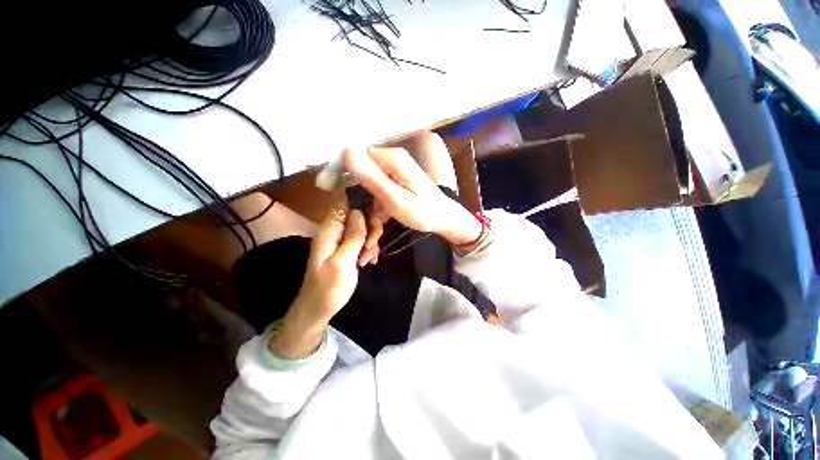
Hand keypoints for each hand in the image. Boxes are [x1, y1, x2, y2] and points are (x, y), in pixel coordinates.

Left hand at [269, 209, 366, 358]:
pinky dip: (368, 248)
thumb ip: (352, 237)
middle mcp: (334, 231)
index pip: (345, 204)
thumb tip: (359, 212)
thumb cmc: (329, 288)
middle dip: (369, 229)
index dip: (362, 207)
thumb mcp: (343, 262)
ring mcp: (341, 240)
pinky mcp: (346, 249)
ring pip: (362, 228)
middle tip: (370, 248)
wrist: (319, 309)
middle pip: (358, 216)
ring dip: (370, 241)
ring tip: (369, 259)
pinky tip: (370, 261)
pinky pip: (361, 240)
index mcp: (329, 230)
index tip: (374, 221)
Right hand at [344, 146, 482, 246]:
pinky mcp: (398, 182)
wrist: (445, 220)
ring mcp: (396, 171)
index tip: (339, 201)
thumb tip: (344, 149)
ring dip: (369, 212)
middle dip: (359, 202)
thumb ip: (370, 175)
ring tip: (370, 241)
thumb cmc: (423, 211)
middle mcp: (392, 160)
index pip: (356, 157)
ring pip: (371, 188)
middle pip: (363, 175)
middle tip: (360, 229)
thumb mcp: (393, 198)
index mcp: (391, 159)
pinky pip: (381, 193)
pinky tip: (377, 231)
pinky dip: (378, 211)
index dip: (343, 177)